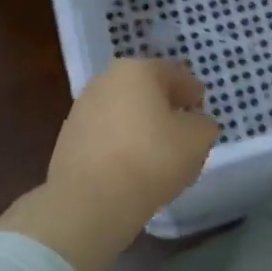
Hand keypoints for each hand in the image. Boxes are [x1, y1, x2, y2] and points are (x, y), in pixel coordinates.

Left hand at [47, 58, 220, 225]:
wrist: (91, 199)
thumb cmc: (152, 158)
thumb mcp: (198, 139)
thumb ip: (203, 124)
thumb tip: (194, 123)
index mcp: (138, 70)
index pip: (176, 76)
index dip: (194, 94)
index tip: (201, 113)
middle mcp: (106, 81)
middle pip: (147, 93)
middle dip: (166, 111)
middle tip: (183, 135)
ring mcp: (82, 109)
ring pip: (125, 115)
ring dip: (143, 130)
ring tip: (159, 158)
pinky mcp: (68, 139)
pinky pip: (107, 137)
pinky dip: (122, 147)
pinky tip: (134, 171)